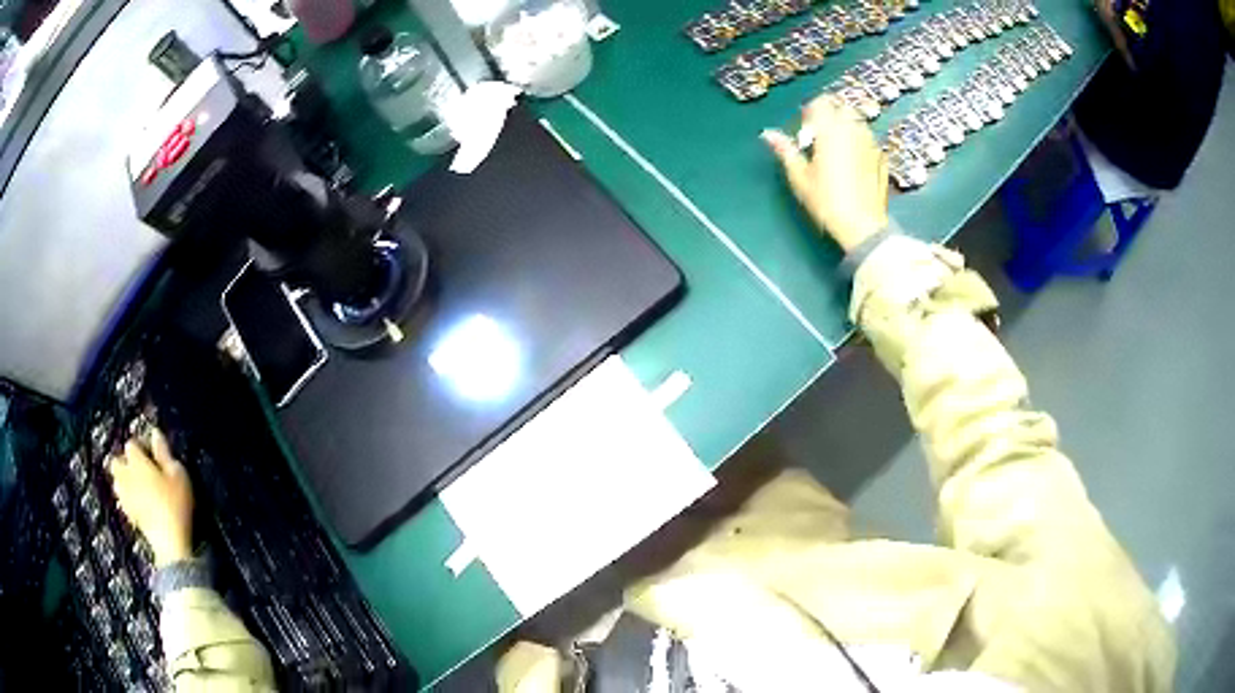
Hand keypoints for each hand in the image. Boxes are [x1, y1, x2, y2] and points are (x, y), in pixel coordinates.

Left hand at [107, 428, 193, 566]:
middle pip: (116, 461)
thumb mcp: (178, 475)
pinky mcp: (128, 515)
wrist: (170, 543)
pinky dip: (127, 497)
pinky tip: (137, 503)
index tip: (152, 454)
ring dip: (123, 480)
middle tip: (140, 469)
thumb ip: (164, 453)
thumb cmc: (176, 504)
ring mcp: (125, 497)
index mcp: (137, 462)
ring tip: (137, 486)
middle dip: (124, 462)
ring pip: (116, 481)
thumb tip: (155, 433)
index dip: (141, 446)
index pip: (131, 444)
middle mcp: (126, 476)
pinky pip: (122, 499)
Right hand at [763, 95, 889, 252]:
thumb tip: (769, 134)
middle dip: (831, 117)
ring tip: (837, 151)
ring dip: (846, 129)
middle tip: (821, 138)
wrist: (862, 226)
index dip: (811, 112)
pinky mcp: (882, 158)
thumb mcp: (800, 177)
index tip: (806, 130)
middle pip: (842, 108)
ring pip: (857, 123)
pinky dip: (859, 144)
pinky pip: (868, 141)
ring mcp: (871, 143)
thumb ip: (786, 150)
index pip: (821, 103)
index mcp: (831, 130)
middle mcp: (854, 130)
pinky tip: (853, 165)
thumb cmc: (827, 201)